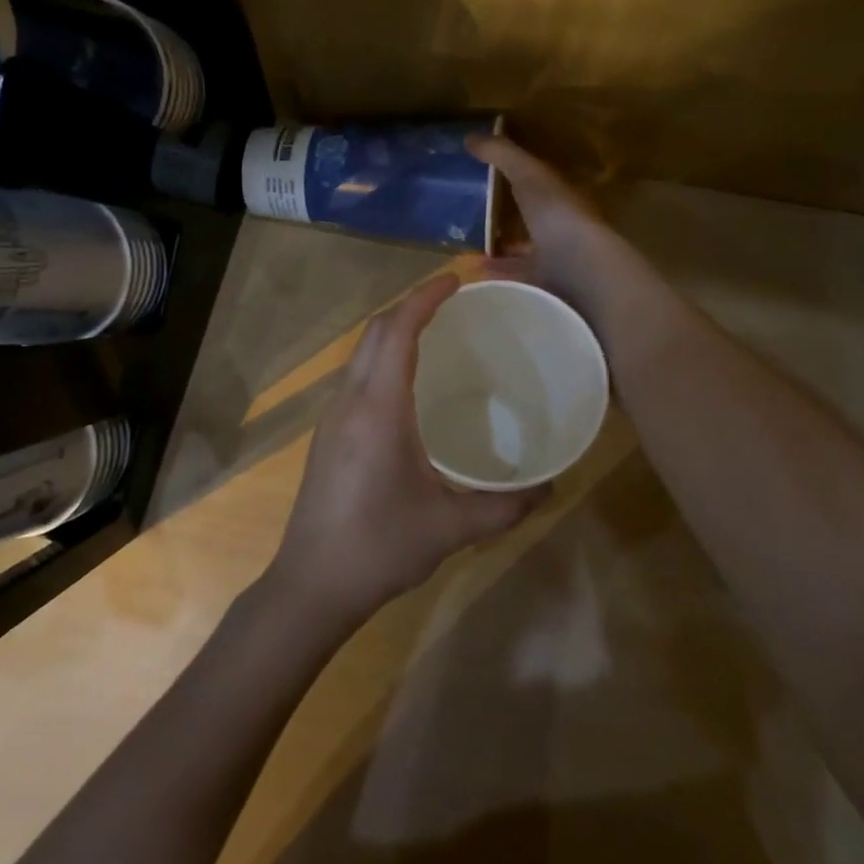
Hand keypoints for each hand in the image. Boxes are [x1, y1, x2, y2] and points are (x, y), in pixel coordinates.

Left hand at [268, 274, 547, 623]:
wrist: (311, 584)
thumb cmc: (379, 548)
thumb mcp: (451, 528)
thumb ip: (505, 506)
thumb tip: (551, 486)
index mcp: (379, 409)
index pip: (398, 332)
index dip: (424, 298)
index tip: (456, 280)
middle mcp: (350, 400)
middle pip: (376, 332)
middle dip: (411, 305)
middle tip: (453, 301)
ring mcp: (333, 416)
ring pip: (361, 352)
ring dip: (394, 330)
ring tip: (435, 332)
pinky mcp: (328, 433)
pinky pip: (356, 375)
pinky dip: (382, 357)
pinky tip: (408, 382)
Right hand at [467, 133, 622, 310]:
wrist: (582, 272)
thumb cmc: (559, 216)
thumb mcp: (529, 176)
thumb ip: (503, 155)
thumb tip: (469, 136)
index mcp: (561, 198)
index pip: (536, 184)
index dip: (511, 179)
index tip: (479, 178)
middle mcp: (560, 228)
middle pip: (527, 220)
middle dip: (500, 218)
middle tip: (462, 217)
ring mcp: (553, 261)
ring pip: (520, 251)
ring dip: (495, 249)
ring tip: (461, 247)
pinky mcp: (542, 288)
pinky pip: (513, 278)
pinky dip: (493, 275)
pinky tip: (471, 274)